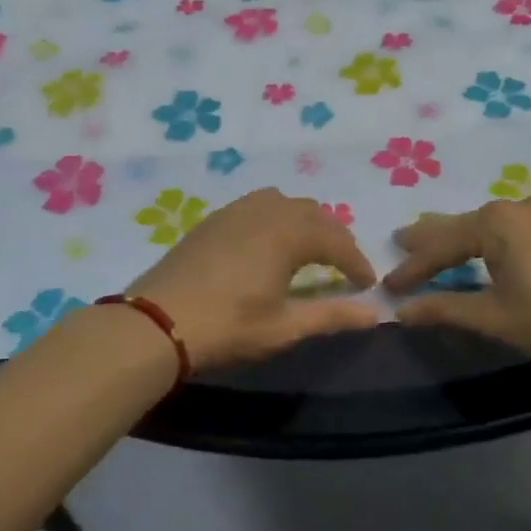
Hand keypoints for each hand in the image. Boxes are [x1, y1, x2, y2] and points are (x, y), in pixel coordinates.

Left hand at [126, 189, 378, 372]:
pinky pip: (257, 205)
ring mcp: (235, 211)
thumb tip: (375, 313)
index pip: (336, 241)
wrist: (156, 323)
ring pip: (283, 203)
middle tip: (343, 267)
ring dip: (305, 222)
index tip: (368, 284)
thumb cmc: (227, 327)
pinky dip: (276, 217)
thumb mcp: (284, 328)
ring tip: (309, 250)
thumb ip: (332, 316)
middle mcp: (265, 212)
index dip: (356, 261)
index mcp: (288, 234)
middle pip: (313, 213)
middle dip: (335, 238)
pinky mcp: (212, 220)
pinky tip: (269, 243)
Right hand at [383, 197, 530, 377]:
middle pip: (461, 224)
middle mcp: (516, 208)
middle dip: (430, 239)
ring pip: (486, 225)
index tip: (387, 288)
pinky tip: (484, 249)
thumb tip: (401, 311)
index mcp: (495, 222)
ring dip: (459, 239)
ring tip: (433, 245)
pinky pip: (509, 229)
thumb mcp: (496, 317)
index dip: (412, 268)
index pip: (440, 245)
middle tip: (399, 243)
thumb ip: (446, 308)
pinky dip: (486, 241)